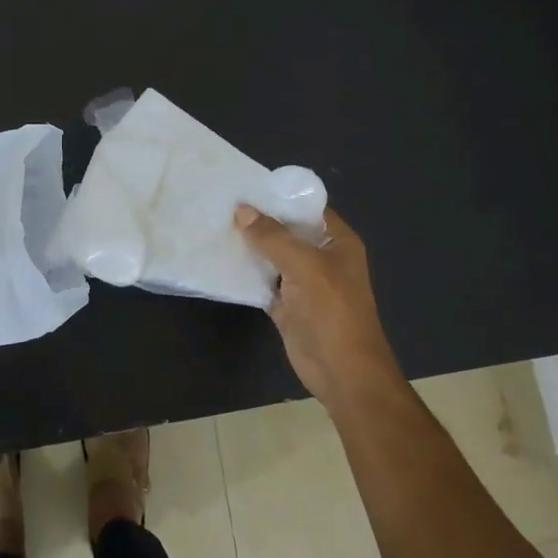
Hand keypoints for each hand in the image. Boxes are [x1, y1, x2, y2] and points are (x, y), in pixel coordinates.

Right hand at [235, 204, 403, 405]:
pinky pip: (263, 282)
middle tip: (222, 203)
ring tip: (216, 226)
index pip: (308, 208)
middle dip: (260, 220)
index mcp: (337, 242)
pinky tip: (220, 262)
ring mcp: (304, 283)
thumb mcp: (304, 266)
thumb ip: (273, 237)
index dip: (281, 196)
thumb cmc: (332, 311)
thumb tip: (242, 210)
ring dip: (250, 247)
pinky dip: (246, 275)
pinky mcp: (287, 306)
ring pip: (273, 257)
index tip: (247, 185)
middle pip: (288, 231)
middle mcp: (322, 258)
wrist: (342, 371)